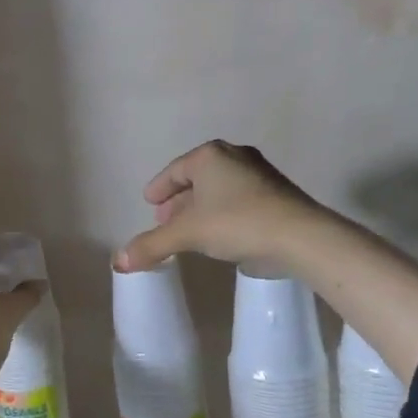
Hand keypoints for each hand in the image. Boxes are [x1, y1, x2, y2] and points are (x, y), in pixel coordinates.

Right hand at [114, 141, 331, 271]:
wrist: (299, 235)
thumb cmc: (236, 223)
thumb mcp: (187, 234)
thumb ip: (152, 245)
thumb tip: (118, 262)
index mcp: (209, 156)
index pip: (175, 170)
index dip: (159, 188)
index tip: (149, 203)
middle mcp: (234, 155)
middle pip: (197, 178)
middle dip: (179, 199)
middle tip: (164, 220)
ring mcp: (258, 172)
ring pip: (218, 188)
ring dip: (200, 206)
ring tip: (189, 229)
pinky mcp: (276, 192)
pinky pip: (237, 197)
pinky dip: (221, 211)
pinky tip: (219, 232)